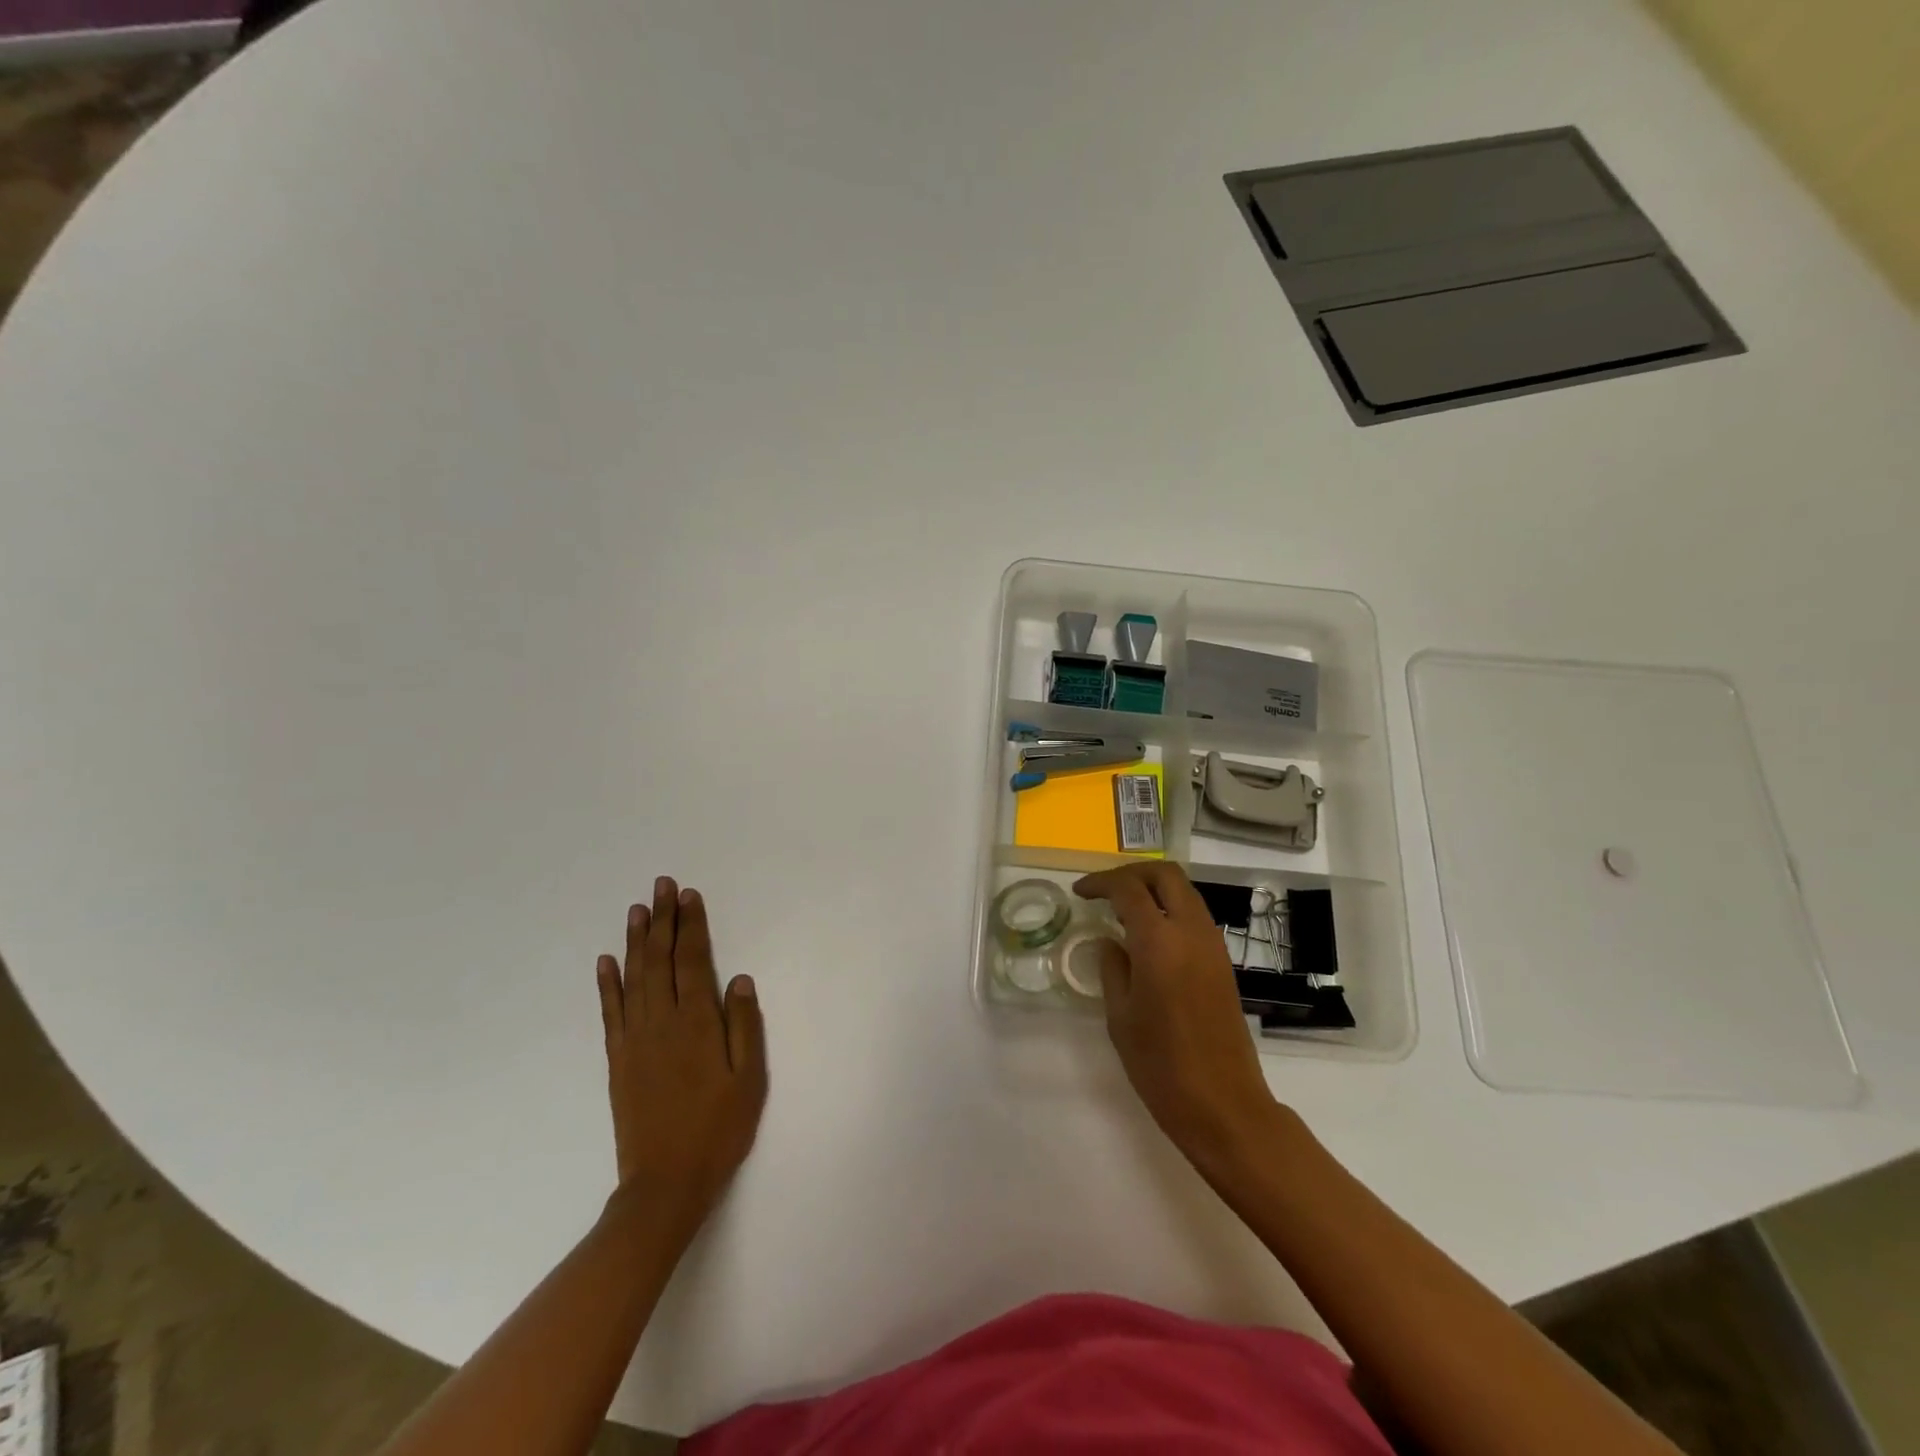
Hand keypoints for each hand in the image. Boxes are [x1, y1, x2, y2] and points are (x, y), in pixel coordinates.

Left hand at [596, 877, 767, 1244]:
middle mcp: (662, 1022)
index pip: (692, 961)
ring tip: (638, 909)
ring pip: (633, 978)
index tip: (690, 896)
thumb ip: (745, 1025)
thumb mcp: (749, 1079)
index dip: (691, 926)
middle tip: (663, 886)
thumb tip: (739, 978)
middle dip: (663, 920)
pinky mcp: (618, 1059)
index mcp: (697, 1023)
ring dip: (636, 941)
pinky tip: (606, 961)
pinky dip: (607, 983)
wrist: (665, 1184)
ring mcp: (635, 1040)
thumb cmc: (718, 1129)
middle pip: (660, 960)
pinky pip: (610, 1012)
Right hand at [1074, 863, 1280, 1174]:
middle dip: (1132, 873)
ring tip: (1123, 910)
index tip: (1080, 892)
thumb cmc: (1161, 1065)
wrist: (1224, 1105)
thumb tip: (1110, 941)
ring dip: (1154, 890)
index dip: (1101, 883)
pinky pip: (1195, 917)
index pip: (1129, 888)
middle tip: (1105, 890)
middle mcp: (1191, 932)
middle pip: (1166, 875)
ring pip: (1185, 893)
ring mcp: (1213, 946)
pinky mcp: (1223, 963)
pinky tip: (1148, 936)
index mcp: (1159, 941)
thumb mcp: (1120, 1016)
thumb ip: (1112, 968)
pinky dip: (1170, 910)